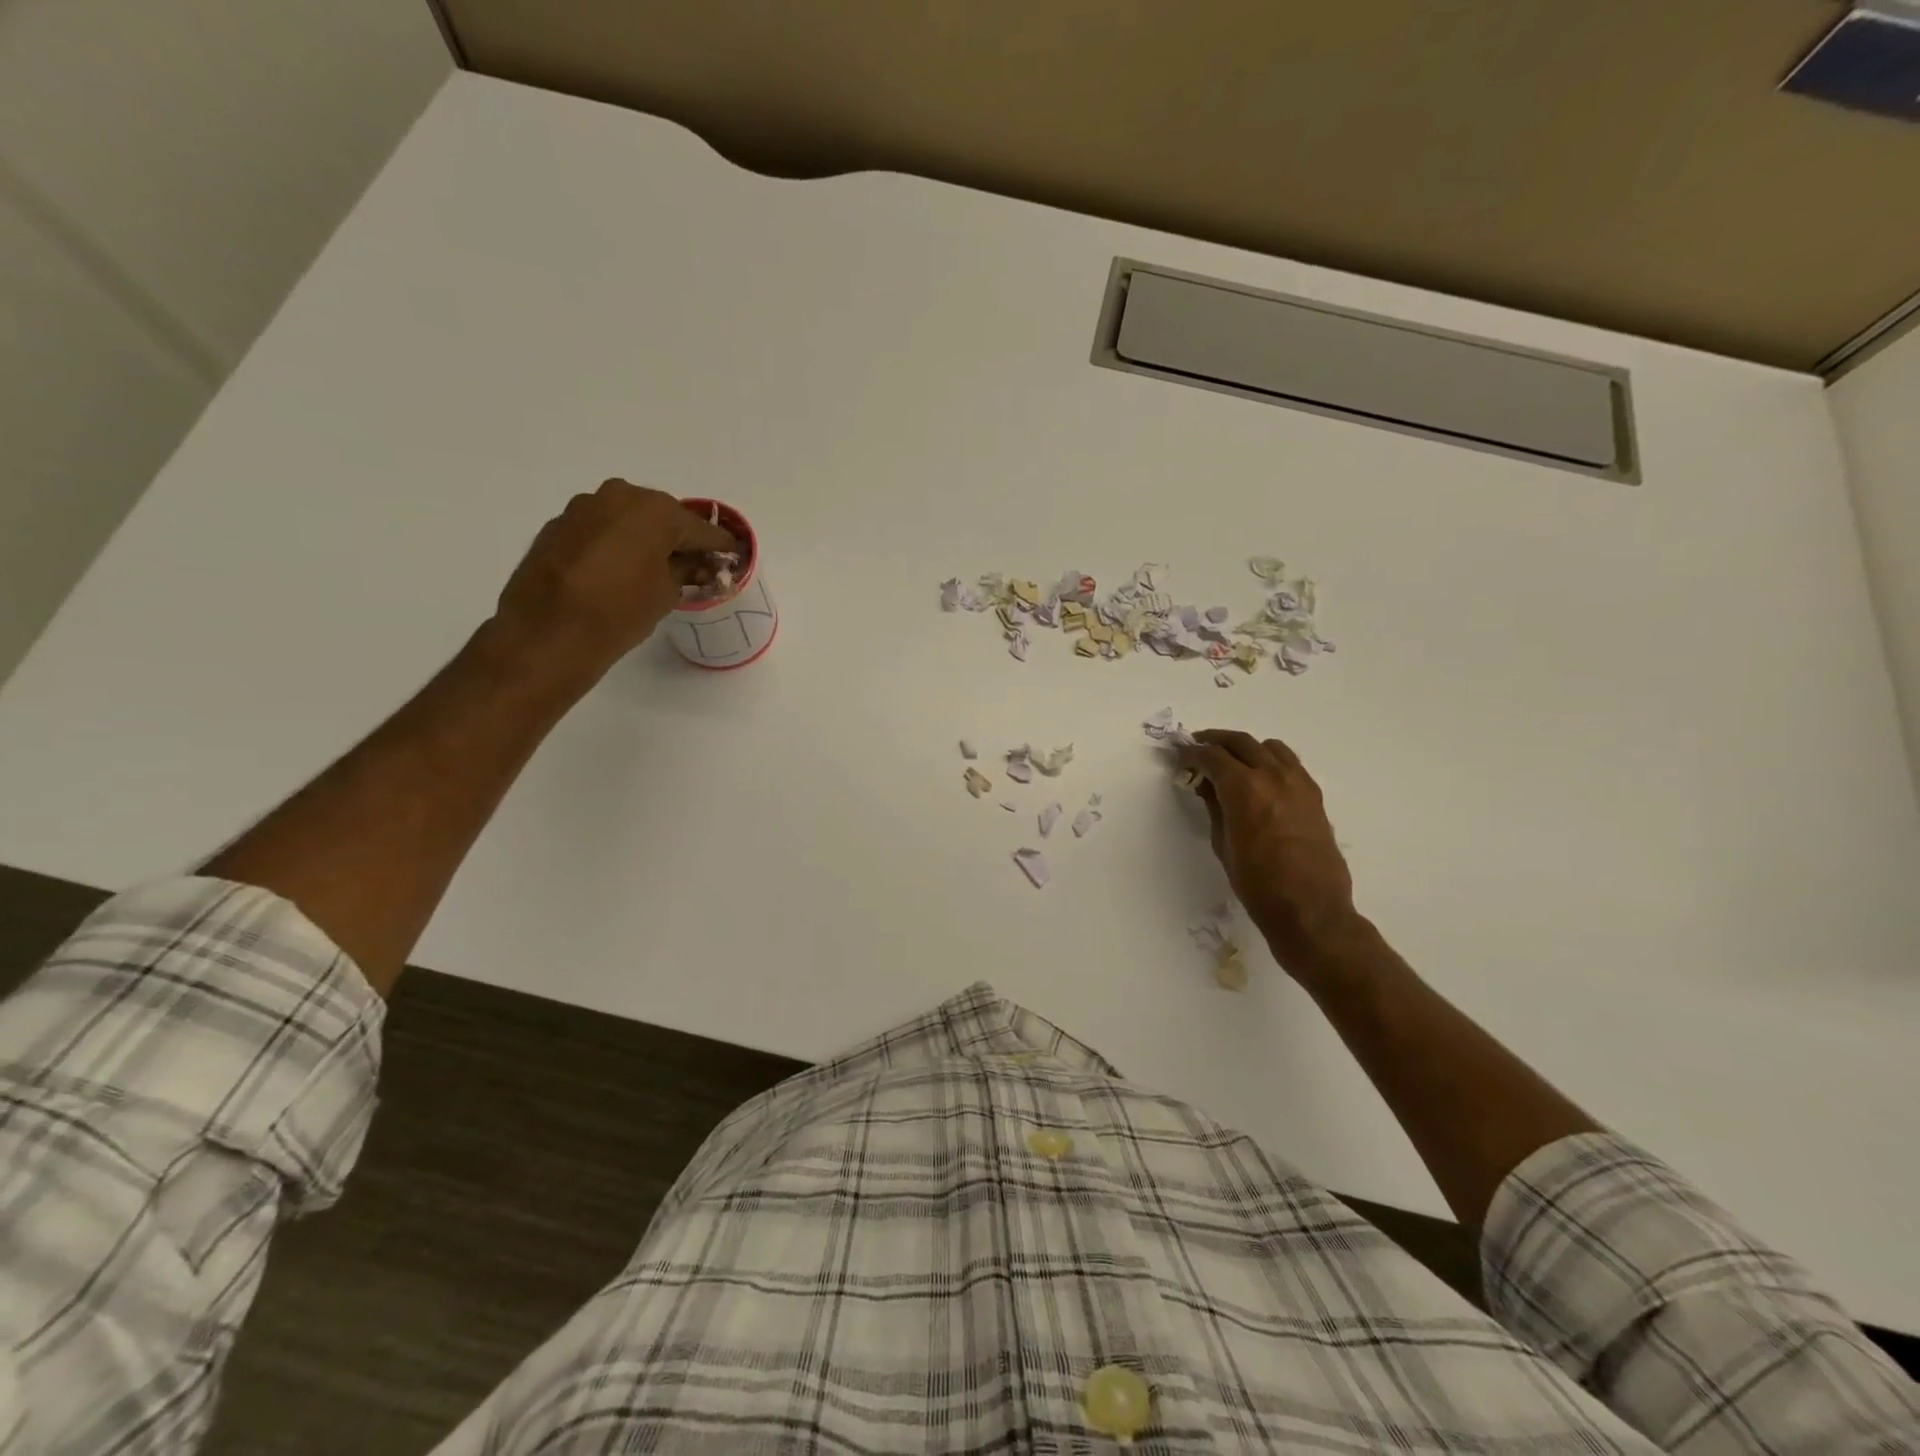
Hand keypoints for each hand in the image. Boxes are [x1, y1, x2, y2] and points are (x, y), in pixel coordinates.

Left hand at [490, 479, 736, 687]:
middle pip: (662, 516)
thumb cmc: (621, 611)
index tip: (733, 557)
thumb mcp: (667, 593)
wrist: (548, 632)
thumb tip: (693, 563)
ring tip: (655, 568)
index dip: (720, 546)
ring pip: (628, 519)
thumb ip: (685, 570)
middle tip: (694, 564)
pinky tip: (619, 571)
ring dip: (645, 539)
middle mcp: (619, 497)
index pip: (700, 528)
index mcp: (655, 510)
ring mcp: (584, 508)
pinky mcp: (559, 525)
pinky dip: (615, 544)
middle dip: (679, 538)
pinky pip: (600, 530)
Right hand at [1177, 730, 1360, 977]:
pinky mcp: (1314, 795)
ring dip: (1246, 747)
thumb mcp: (1223, 844)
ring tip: (1231, 760)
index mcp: (1245, 789)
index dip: (1192, 753)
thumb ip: (1215, 807)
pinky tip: (1260, 777)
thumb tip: (1206, 785)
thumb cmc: (1257, 883)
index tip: (1180, 756)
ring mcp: (1298, 783)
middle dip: (1215, 741)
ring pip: (1269, 747)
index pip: (1212, 756)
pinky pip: (1289, 763)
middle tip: (1198, 747)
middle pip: (1240, 742)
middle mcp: (1273, 776)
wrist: (1310, 909)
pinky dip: (1270, 760)